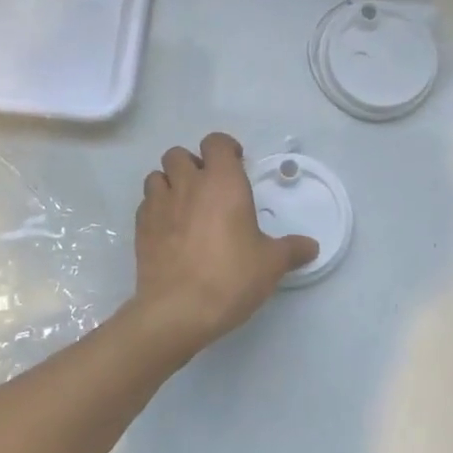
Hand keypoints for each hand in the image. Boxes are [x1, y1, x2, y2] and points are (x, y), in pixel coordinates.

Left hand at [131, 132, 318, 360]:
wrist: (178, 311)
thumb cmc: (231, 276)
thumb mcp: (271, 264)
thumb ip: (292, 249)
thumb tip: (312, 247)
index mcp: (222, 182)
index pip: (216, 142)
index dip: (226, 148)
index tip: (237, 165)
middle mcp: (188, 184)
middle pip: (179, 154)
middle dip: (193, 164)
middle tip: (209, 188)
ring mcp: (159, 205)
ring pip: (157, 176)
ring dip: (170, 183)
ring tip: (185, 206)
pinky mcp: (141, 228)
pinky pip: (146, 204)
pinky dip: (157, 209)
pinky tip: (170, 230)